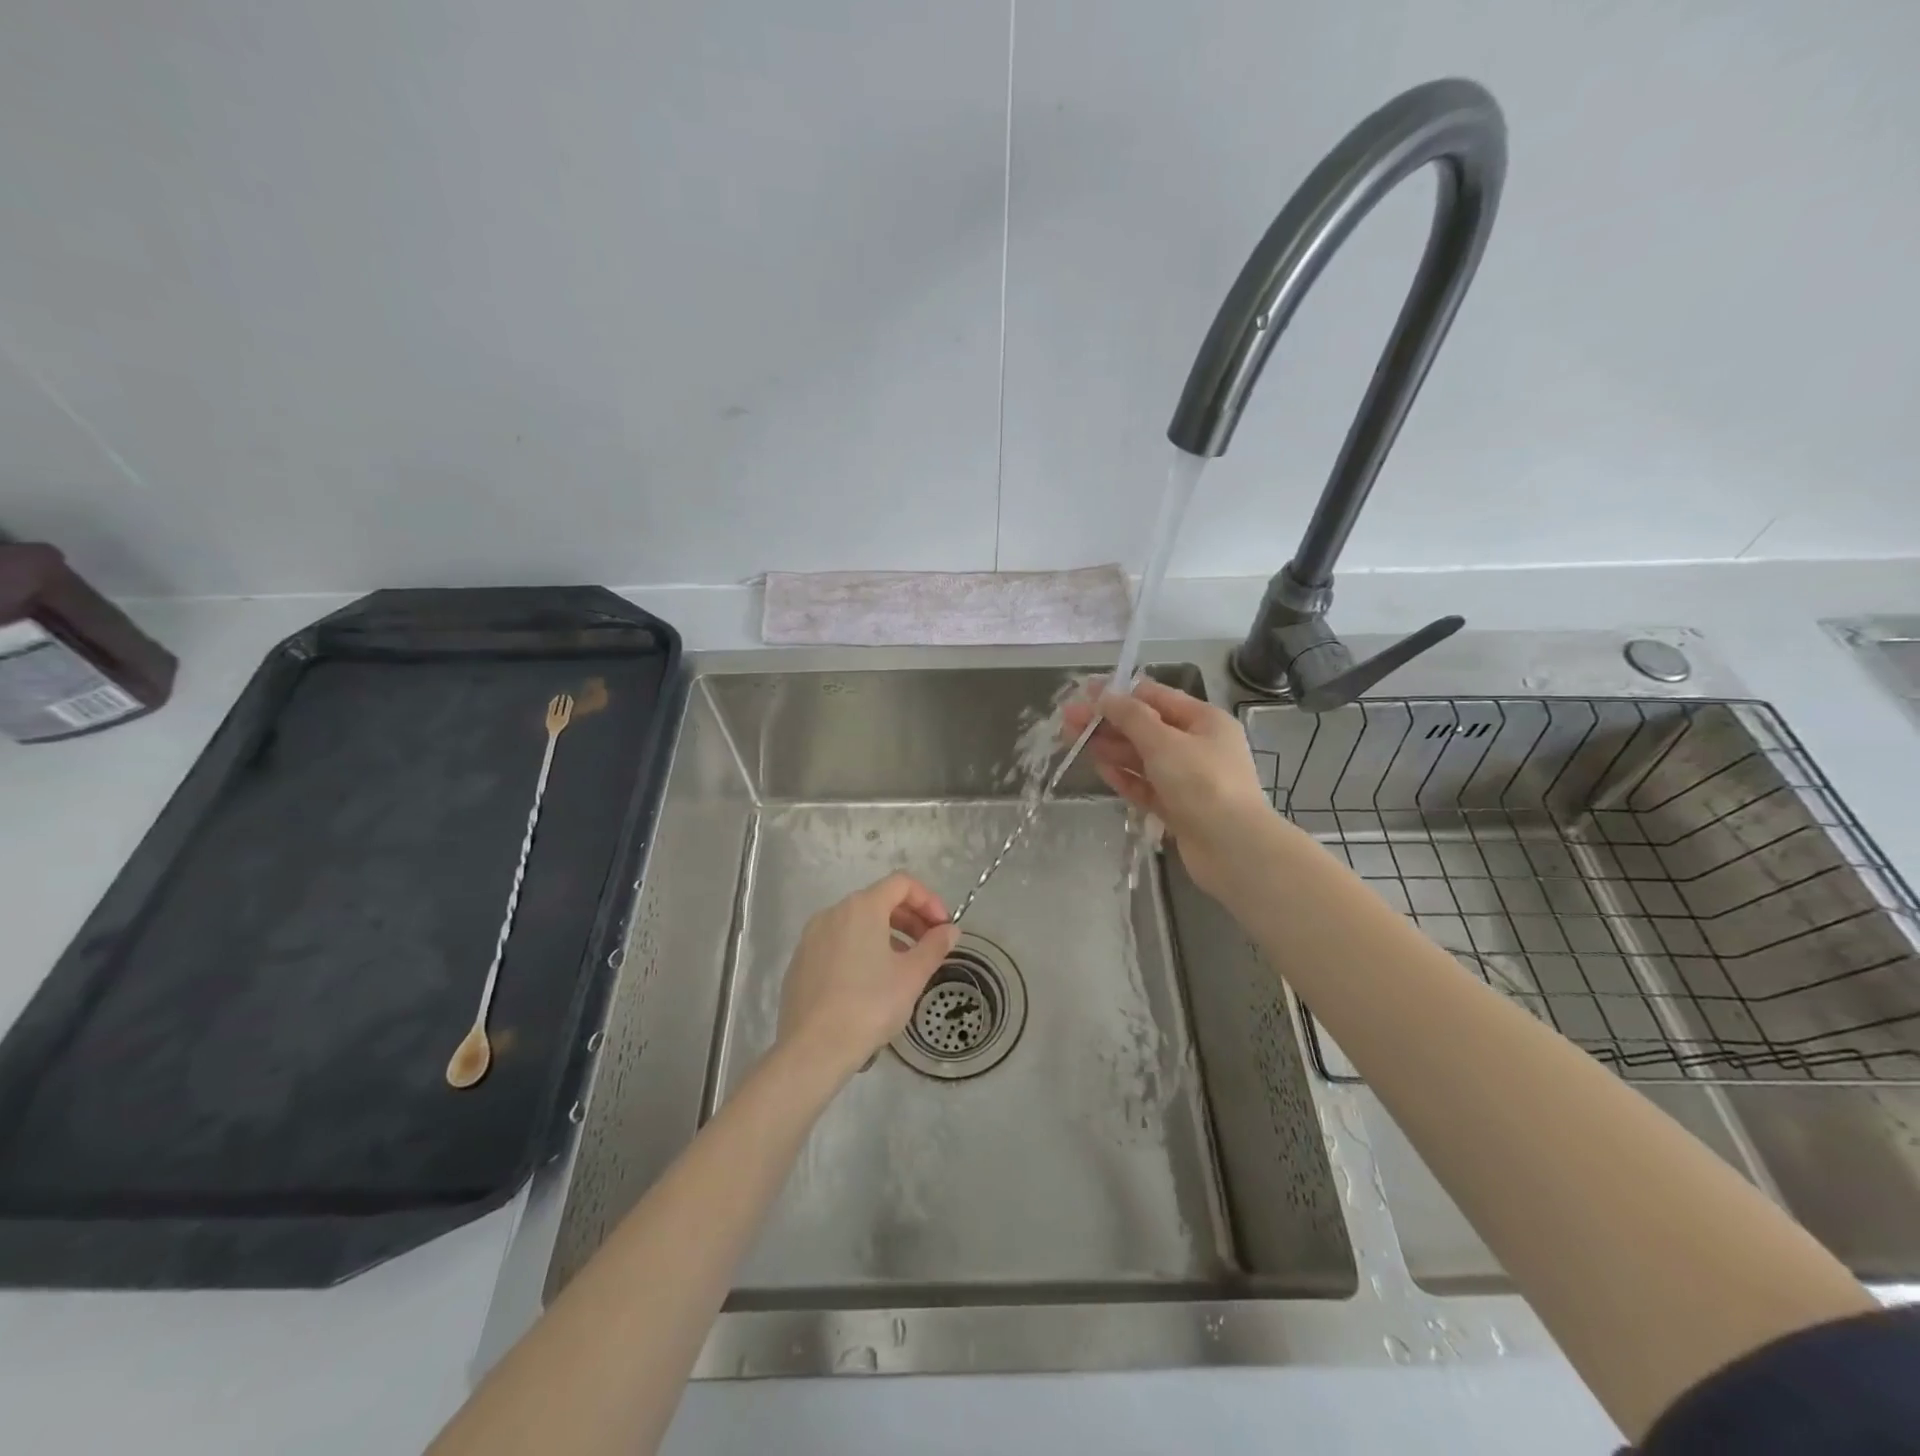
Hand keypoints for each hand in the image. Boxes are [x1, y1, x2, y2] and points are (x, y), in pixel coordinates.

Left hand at [776, 873, 960, 1080]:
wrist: (813, 1048)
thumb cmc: (870, 1005)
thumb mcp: (912, 976)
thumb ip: (935, 946)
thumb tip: (950, 930)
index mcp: (862, 907)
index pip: (901, 884)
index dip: (928, 900)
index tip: (943, 928)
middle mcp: (833, 912)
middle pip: (879, 901)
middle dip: (910, 919)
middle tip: (930, 946)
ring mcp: (812, 937)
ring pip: (857, 923)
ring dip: (887, 935)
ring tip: (904, 966)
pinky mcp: (800, 962)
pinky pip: (838, 943)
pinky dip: (861, 950)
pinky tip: (871, 983)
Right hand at [1061, 678, 1273, 898]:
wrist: (1233, 849)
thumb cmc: (1202, 783)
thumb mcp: (1164, 742)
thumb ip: (1131, 717)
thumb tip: (1105, 696)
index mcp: (1203, 720)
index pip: (1156, 697)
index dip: (1119, 694)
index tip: (1084, 693)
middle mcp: (1197, 745)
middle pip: (1145, 727)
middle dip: (1108, 722)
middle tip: (1068, 721)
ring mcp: (1187, 779)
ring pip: (1142, 757)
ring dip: (1111, 748)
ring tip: (1074, 742)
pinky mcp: (1177, 807)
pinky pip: (1145, 785)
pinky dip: (1124, 776)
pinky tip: (1100, 769)